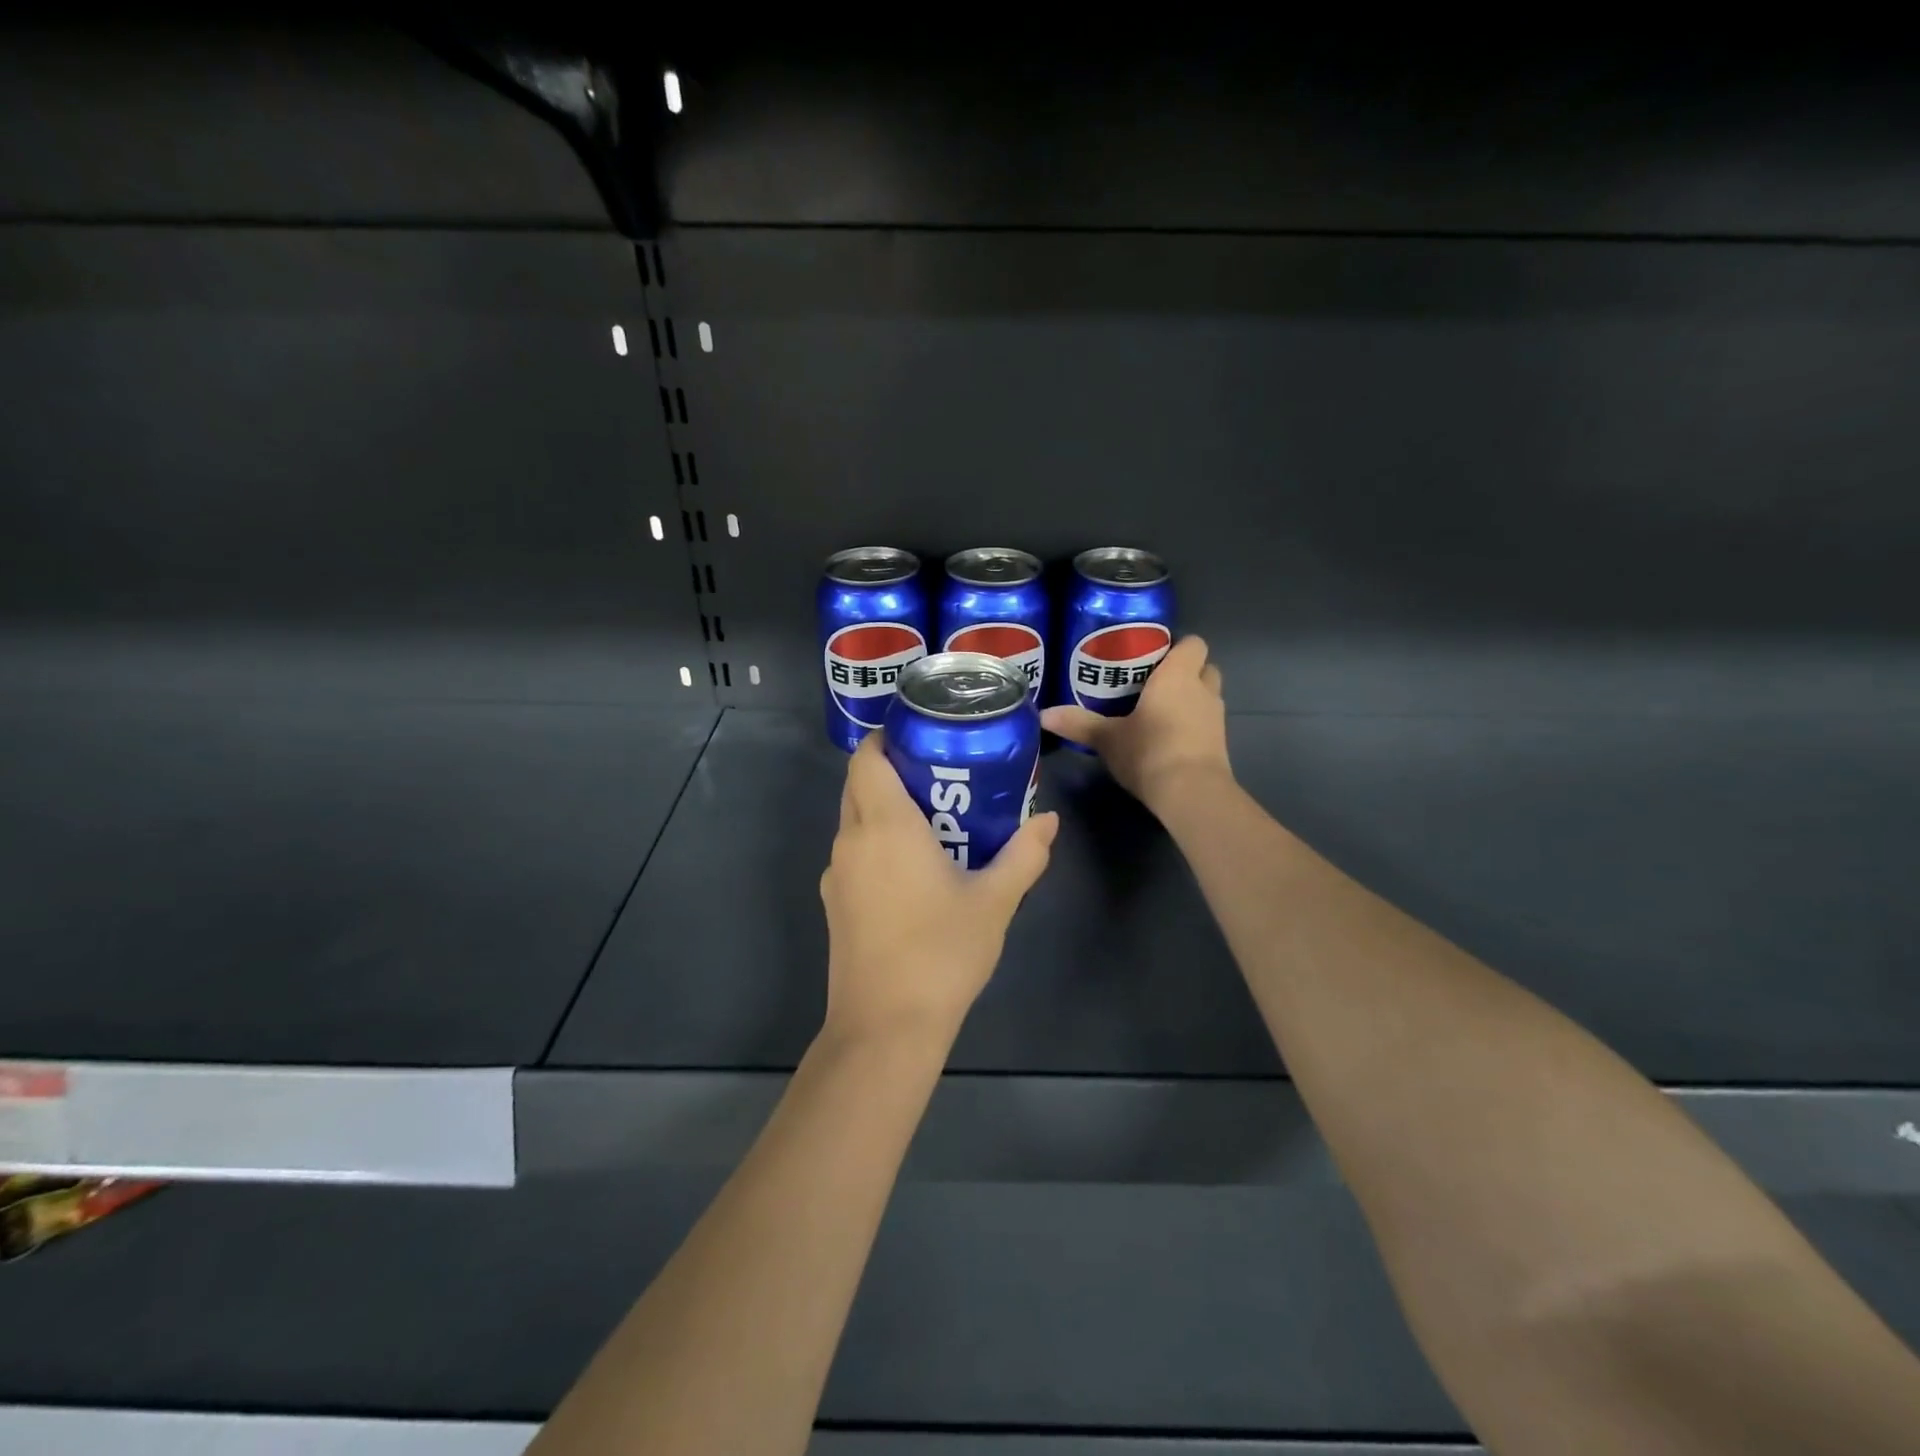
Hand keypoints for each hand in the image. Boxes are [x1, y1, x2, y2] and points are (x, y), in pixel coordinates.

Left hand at [820, 732, 1058, 1048]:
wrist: (885, 1026)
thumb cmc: (941, 952)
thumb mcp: (994, 901)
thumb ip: (1024, 855)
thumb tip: (1049, 821)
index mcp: (884, 826)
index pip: (867, 758)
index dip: (886, 738)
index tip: (920, 735)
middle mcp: (851, 841)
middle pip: (858, 785)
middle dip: (891, 770)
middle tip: (939, 775)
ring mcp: (836, 875)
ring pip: (854, 821)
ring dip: (883, 810)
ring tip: (933, 820)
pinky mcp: (834, 904)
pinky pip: (854, 855)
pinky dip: (876, 844)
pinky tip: (913, 870)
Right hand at [1041, 634, 1229, 812]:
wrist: (1191, 794)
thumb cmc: (1149, 751)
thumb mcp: (1107, 738)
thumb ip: (1078, 723)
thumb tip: (1044, 715)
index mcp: (1178, 676)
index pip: (1193, 643)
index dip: (1177, 647)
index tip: (1152, 657)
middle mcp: (1203, 690)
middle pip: (1205, 668)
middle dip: (1185, 672)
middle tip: (1153, 684)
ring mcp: (1216, 718)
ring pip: (1207, 697)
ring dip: (1189, 700)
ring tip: (1157, 712)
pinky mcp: (1219, 745)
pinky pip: (1206, 724)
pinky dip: (1192, 726)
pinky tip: (1167, 739)